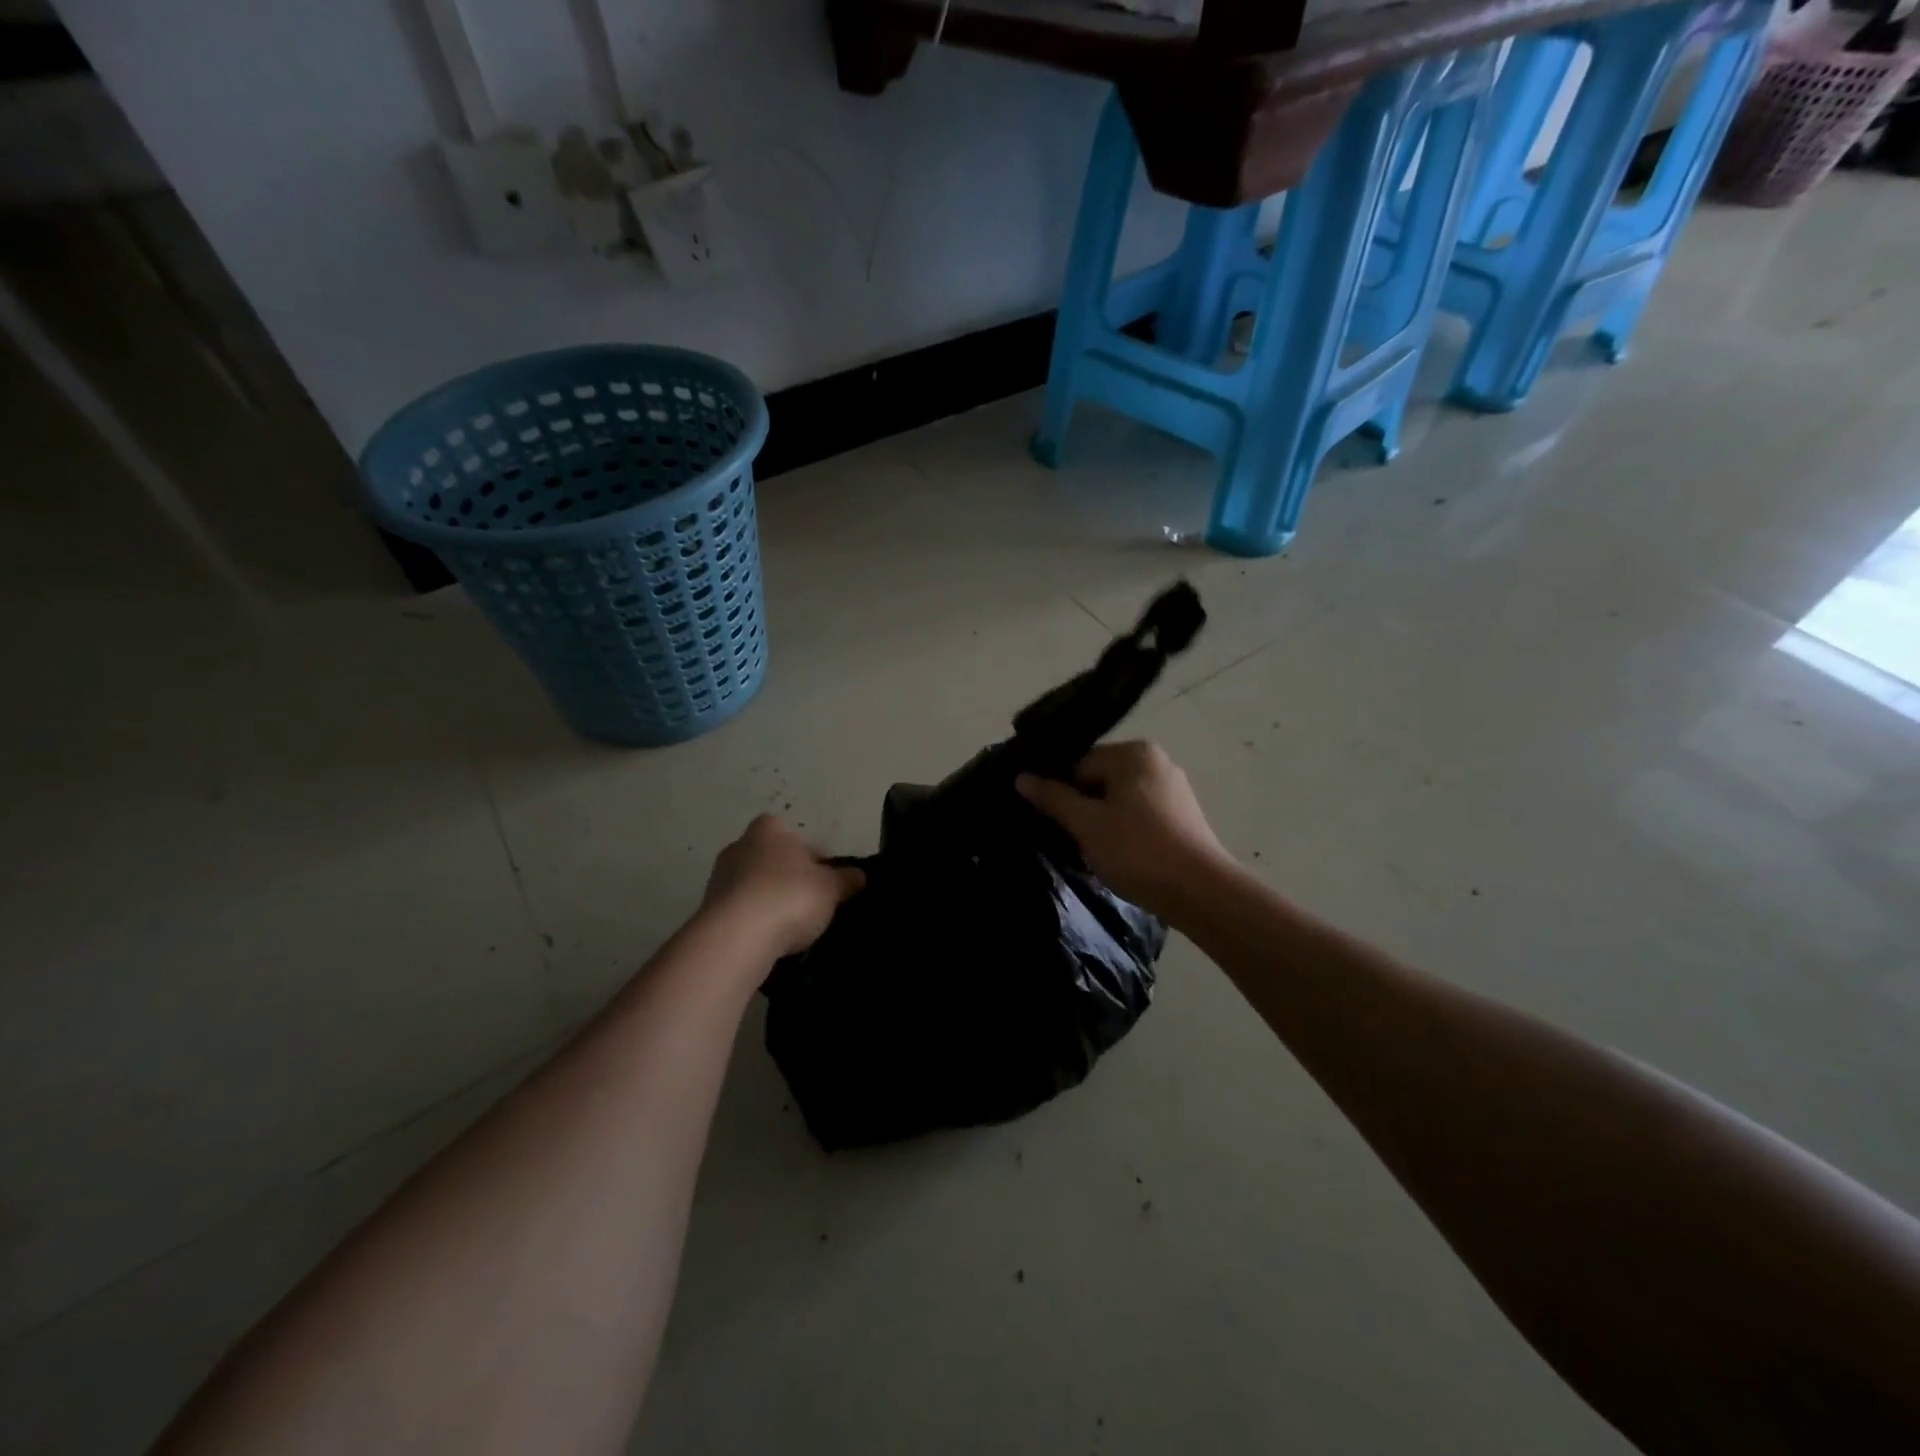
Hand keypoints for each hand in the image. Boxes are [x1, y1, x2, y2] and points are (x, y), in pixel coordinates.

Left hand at [701, 815, 863, 957]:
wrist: (737, 937)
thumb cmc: (789, 896)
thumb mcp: (831, 888)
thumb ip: (846, 879)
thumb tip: (859, 875)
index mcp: (768, 830)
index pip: (796, 836)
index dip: (814, 856)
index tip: (827, 879)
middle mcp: (739, 846)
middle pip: (772, 860)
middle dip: (790, 878)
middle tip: (813, 902)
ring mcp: (719, 879)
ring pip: (754, 886)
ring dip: (771, 901)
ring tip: (794, 927)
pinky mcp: (709, 912)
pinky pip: (741, 912)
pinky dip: (755, 922)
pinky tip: (772, 940)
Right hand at [1017, 741, 1230, 918]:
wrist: (1200, 892)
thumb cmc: (1137, 851)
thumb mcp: (1086, 824)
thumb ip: (1053, 798)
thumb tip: (1021, 777)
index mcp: (1133, 753)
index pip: (1078, 763)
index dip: (1059, 792)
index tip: (1050, 821)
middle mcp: (1156, 761)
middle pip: (1099, 779)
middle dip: (1081, 807)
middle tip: (1069, 838)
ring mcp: (1172, 788)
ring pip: (1118, 798)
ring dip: (1100, 821)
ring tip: (1091, 850)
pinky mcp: (1182, 815)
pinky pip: (1138, 813)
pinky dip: (1123, 829)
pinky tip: (1117, 855)